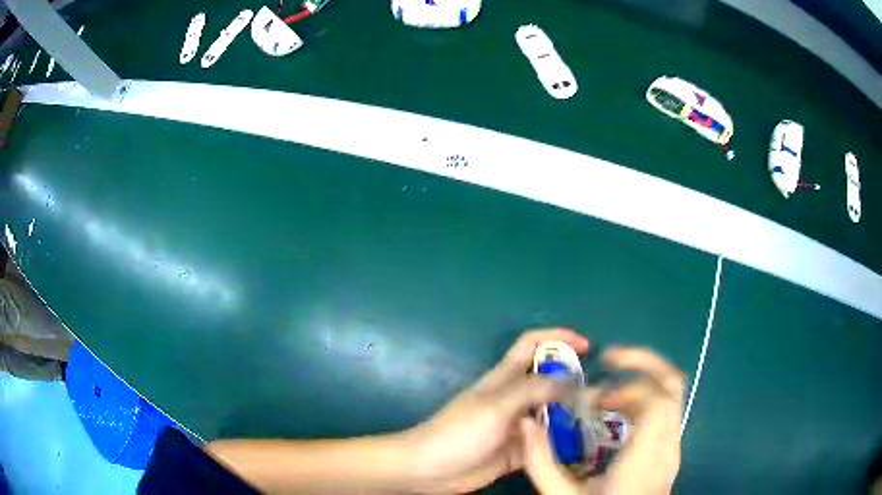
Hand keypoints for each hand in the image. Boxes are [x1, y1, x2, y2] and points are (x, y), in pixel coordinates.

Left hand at [406, 328, 589, 493]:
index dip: (558, 337)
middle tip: (599, 395)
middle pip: (549, 381)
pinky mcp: (518, 451)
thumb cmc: (460, 432)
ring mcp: (517, 426)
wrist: (431, 469)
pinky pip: (545, 443)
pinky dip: (560, 443)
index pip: (532, 344)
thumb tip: (569, 381)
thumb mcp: (496, 406)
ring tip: (595, 422)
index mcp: (505, 378)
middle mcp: (514, 399)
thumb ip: (532, 390)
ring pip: (551, 413)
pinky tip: (579, 447)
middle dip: (573, 382)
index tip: (586, 345)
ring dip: (570, 415)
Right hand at [521, 347, 684, 494]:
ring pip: (671, 393)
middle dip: (643, 363)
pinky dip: (643, 399)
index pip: (657, 401)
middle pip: (673, 385)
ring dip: (640, 381)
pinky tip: (617, 414)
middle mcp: (668, 445)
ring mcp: (673, 446)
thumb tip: (527, 422)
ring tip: (607, 391)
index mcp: (646, 457)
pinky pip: (665, 409)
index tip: (596, 393)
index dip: (630, 384)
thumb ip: (541, 462)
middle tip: (609, 359)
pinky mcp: (670, 450)